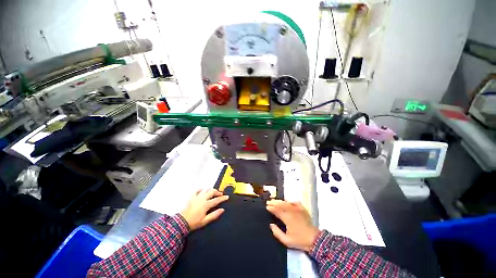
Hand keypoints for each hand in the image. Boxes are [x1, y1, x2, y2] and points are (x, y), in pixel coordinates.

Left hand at [180, 188, 228, 230]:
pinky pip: (197, 190)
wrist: (181, 222)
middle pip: (212, 192)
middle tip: (220, 194)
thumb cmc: (194, 222)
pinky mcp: (191, 197)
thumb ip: (214, 215)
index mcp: (206, 204)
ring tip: (213, 192)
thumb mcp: (205, 221)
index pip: (216, 200)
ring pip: (206, 190)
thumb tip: (222, 210)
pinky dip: (201, 189)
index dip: (222, 198)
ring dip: (210, 190)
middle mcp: (202, 198)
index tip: (227, 197)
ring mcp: (197, 197)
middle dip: (217, 192)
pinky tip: (202, 190)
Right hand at [266, 200, 319, 251]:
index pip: (277, 210)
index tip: (267, 207)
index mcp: (287, 218)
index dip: (271, 208)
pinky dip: (290, 201)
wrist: (314, 240)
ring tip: (275, 201)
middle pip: (280, 204)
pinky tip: (288, 202)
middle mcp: (291, 211)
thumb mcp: (286, 240)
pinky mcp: (303, 209)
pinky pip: (295, 202)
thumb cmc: (299, 240)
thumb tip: (271, 224)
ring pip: (286, 202)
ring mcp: (298, 209)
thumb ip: (277, 232)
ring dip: (280, 201)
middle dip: (274, 203)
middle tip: (268, 202)